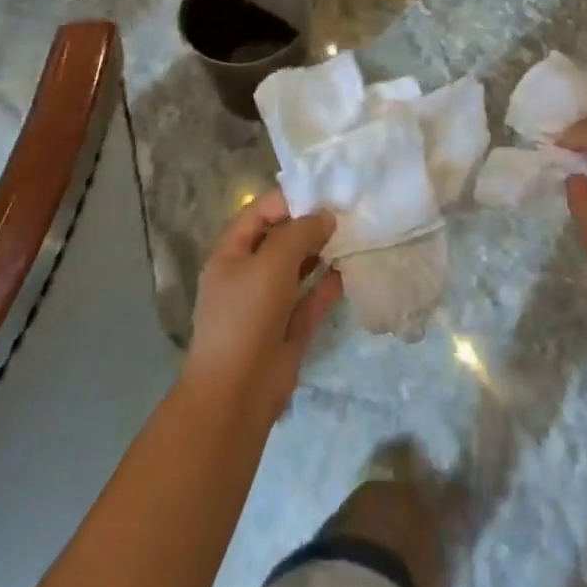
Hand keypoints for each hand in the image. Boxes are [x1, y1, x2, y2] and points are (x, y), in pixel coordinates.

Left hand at [182, 189, 341, 424]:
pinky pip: (312, 297)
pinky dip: (328, 283)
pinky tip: (349, 270)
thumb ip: (299, 232)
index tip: (325, 193)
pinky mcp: (289, 327)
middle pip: (282, 238)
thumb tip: (325, 216)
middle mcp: (249, 273)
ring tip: (354, 235)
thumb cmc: (246, 316)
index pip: (260, 212)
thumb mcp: (271, 263)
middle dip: (311, 225)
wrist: (236, 394)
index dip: (290, 199)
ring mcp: (270, 302)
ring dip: (322, 252)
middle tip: (348, 212)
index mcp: (232, 253)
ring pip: (299, 267)